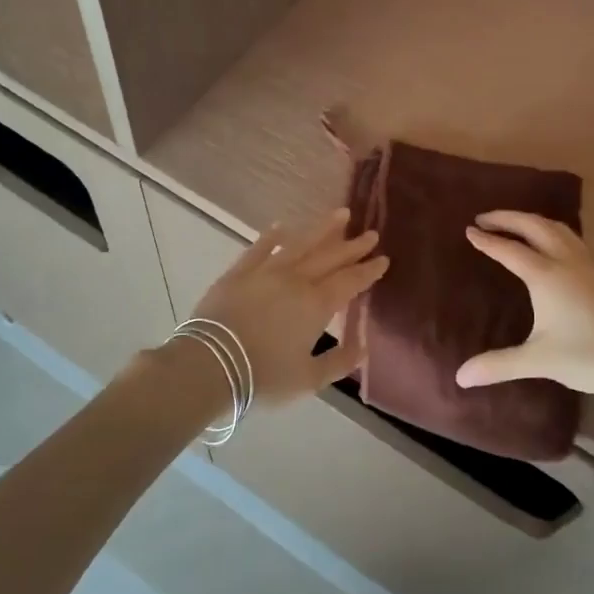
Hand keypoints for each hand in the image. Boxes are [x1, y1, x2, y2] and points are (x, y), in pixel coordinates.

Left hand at [192, 209, 387, 408]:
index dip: (368, 271)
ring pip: (300, 244)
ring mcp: (266, 272)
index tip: (383, 258)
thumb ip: (339, 362)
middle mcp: (296, 280)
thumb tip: (362, 347)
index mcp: (316, 305)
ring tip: (341, 214)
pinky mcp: (239, 272)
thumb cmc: (264, 376)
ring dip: (322, 229)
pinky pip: (259, 249)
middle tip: (371, 233)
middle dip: (353, 246)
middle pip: (330, 258)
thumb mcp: (308, 379)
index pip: (350, 282)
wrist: (210, 364)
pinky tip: (281, 226)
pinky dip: (271, 237)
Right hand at [456, 210, 593, 406]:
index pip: (509, 249)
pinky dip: (554, 231)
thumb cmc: (588, 357)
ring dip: (532, 220)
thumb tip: (460, 377)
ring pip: (558, 228)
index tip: (468, 230)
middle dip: (507, 218)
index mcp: (545, 276)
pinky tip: (555, 245)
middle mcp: (566, 261)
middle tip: (485, 218)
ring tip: (516, 224)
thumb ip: (498, 365)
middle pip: (533, 226)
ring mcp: (589, 264)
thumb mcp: (538, 360)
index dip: (487, 240)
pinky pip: (574, 239)